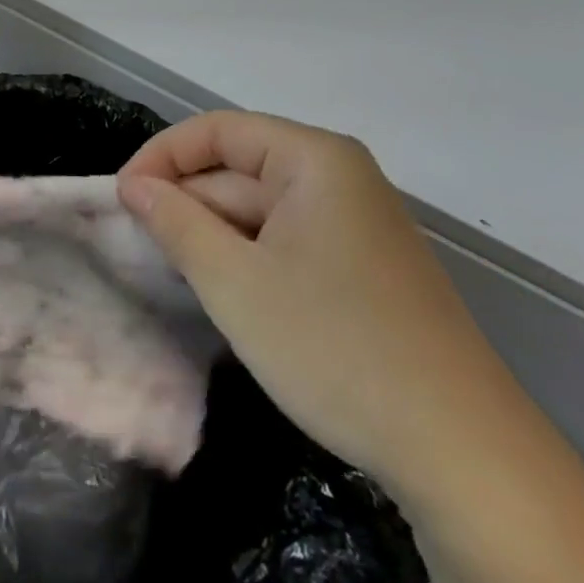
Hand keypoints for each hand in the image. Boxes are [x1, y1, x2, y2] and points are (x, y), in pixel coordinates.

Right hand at [118, 112, 500, 495]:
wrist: (462, 452)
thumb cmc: (335, 348)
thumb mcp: (236, 283)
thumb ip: (177, 223)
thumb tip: (135, 185)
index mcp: (314, 158)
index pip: (219, 130)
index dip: (162, 157)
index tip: (121, 199)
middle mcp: (339, 177)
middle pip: (240, 168)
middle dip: (187, 201)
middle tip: (137, 244)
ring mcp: (355, 223)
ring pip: (261, 209)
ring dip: (214, 233)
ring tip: (173, 271)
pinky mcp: (362, 266)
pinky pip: (287, 241)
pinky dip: (248, 258)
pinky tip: (226, 293)